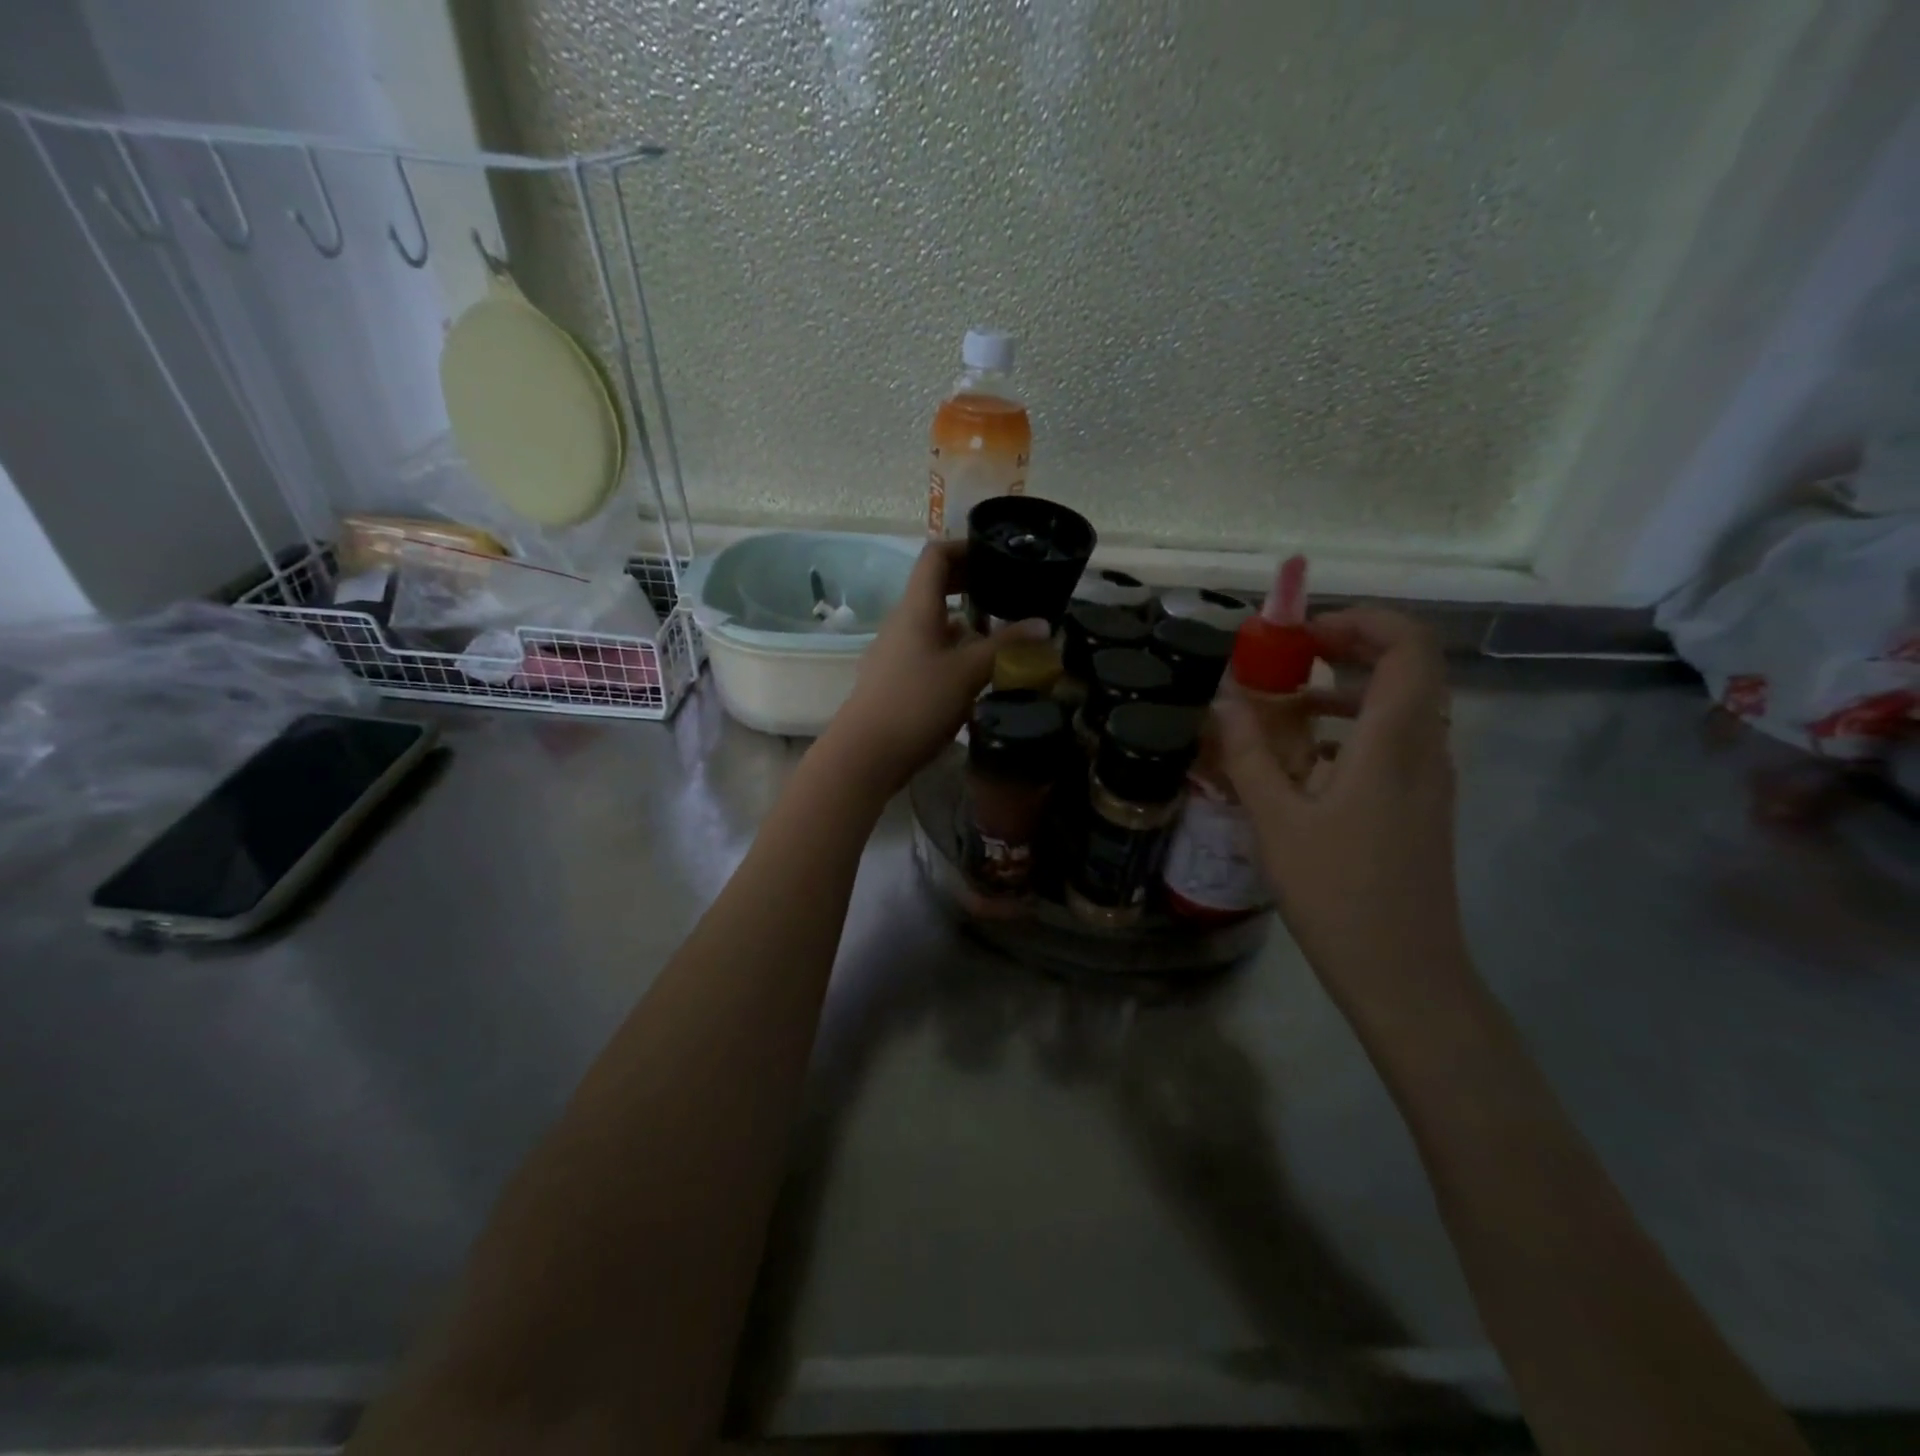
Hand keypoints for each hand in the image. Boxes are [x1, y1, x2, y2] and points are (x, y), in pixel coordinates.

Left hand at [823, 539, 1043, 795]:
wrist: (866, 754)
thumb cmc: (917, 703)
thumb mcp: (969, 672)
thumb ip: (1007, 646)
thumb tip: (1044, 624)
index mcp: (916, 608)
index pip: (936, 556)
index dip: (965, 546)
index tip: (996, 552)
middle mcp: (902, 622)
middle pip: (935, 588)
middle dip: (971, 584)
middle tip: (1008, 590)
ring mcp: (896, 651)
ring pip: (934, 623)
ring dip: (966, 621)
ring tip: (1001, 632)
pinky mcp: (896, 679)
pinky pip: (929, 650)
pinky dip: (955, 649)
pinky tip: (977, 670)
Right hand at [1217, 607, 1468, 1011]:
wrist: (1403, 973)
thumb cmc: (1337, 893)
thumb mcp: (1277, 822)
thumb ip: (1248, 754)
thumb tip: (1223, 701)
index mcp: (1394, 743)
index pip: (1408, 646)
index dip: (1361, 620)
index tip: (1302, 633)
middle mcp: (1425, 748)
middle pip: (1409, 666)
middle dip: (1350, 647)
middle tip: (1291, 656)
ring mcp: (1430, 778)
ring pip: (1402, 704)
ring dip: (1347, 689)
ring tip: (1285, 706)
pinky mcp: (1422, 804)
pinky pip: (1395, 740)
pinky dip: (1353, 727)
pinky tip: (1306, 759)